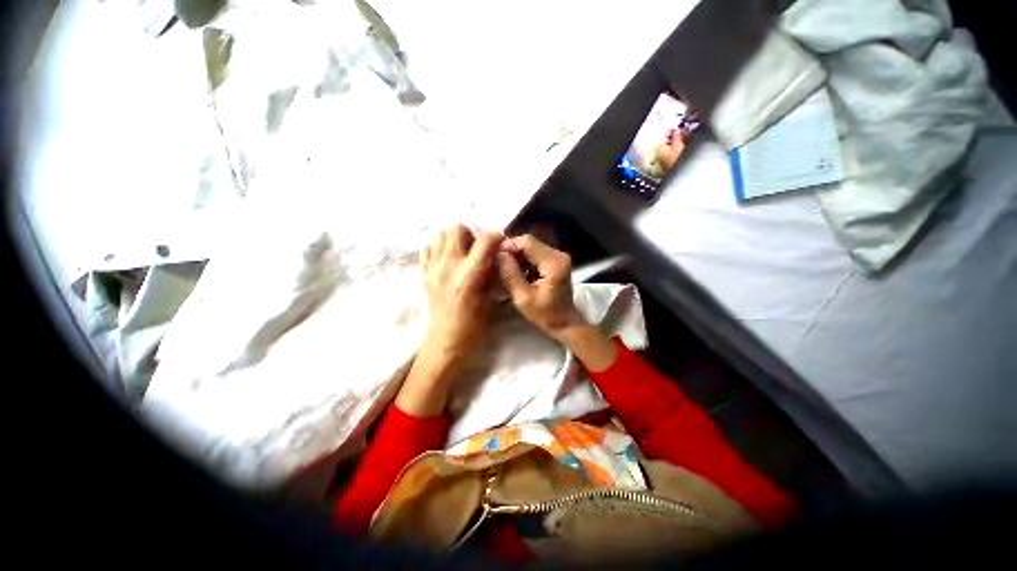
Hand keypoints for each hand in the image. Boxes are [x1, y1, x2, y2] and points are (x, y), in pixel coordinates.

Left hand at [420, 224, 502, 358]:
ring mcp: (432, 269)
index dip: (496, 236)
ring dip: (453, 240)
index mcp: (468, 276)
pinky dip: (438, 249)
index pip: (485, 241)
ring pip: (439, 235)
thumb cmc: (473, 326)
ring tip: (461, 254)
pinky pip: (427, 249)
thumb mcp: (490, 299)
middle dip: (471, 235)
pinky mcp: (423, 274)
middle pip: (456, 229)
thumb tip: (495, 256)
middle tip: (476, 250)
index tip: (500, 242)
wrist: (445, 342)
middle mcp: (448, 267)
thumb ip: (492, 274)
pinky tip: (447, 262)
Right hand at [495, 234, 586, 338]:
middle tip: (498, 264)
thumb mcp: (523, 298)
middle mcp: (558, 254)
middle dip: (511, 251)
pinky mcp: (555, 260)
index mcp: (554, 263)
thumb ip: (510, 274)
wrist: (564, 322)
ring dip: (517, 256)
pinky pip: (535, 253)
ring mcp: (558, 256)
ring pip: (530, 246)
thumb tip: (498, 254)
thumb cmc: (545, 314)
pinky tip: (517, 272)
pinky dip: (524, 260)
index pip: (527, 243)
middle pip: (529, 242)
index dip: (508, 246)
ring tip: (506, 269)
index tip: (494, 257)